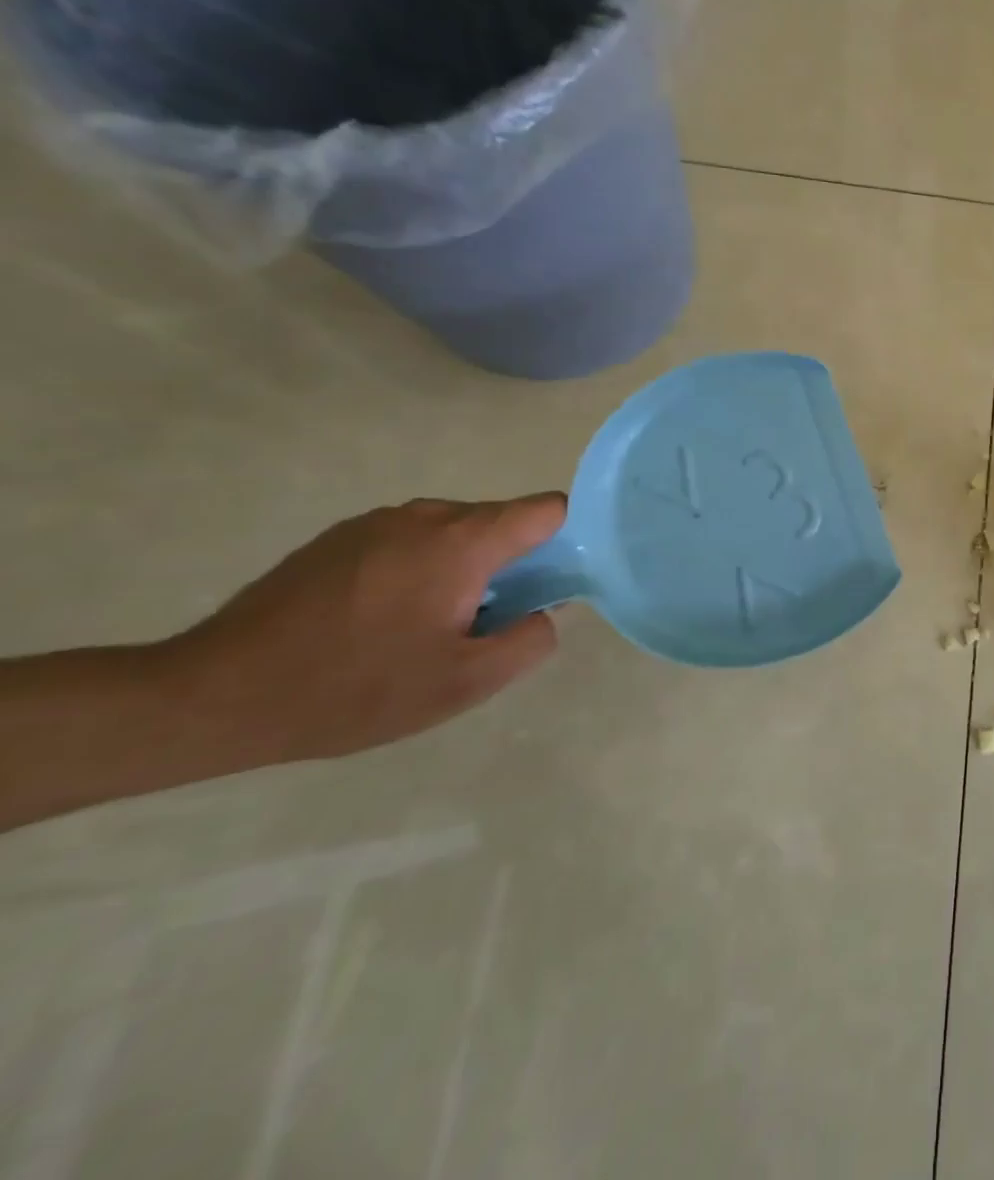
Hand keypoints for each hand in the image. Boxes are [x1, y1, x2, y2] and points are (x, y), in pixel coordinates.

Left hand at [165, 495, 566, 768]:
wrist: (215, 696)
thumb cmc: (356, 688)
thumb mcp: (466, 683)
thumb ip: (531, 640)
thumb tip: (544, 612)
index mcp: (463, 541)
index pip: (548, 509)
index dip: (565, 541)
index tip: (549, 587)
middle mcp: (425, 515)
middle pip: (501, 521)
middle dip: (511, 565)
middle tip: (482, 624)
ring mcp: (375, 522)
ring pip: (455, 532)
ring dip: (464, 568)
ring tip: (427, 627)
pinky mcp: (338, 537)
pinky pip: (410, 541)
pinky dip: (421, 569)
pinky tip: (382, 621)